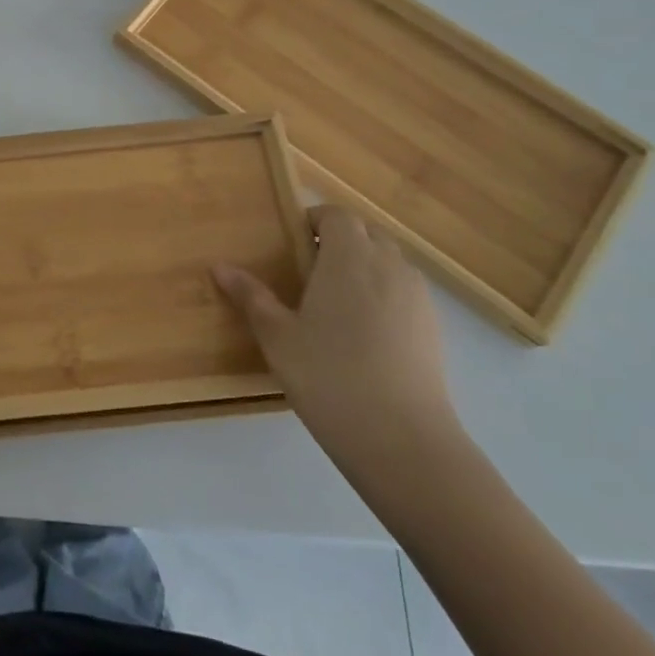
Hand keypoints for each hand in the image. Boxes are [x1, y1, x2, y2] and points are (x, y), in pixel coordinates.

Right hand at [214, 206, 456, 463]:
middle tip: (309, 269)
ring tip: (336, 302)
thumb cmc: (329, 376)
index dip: (315, 219)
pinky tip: (364, 334)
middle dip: (340, 240)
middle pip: (366, 233)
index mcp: (349, 257)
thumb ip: (251, 296)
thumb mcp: (277, 336)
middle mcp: (388, 265)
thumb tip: (219, 266)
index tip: (293, 241)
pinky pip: (405, 292)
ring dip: (364, 266)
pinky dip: (385, 296)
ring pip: (390, 262)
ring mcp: (418, 297)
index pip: (337, 215)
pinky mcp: (434, 328)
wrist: (403, 440)